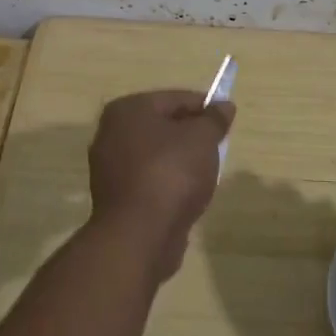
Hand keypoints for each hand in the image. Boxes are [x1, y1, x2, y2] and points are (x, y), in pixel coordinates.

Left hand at [86, 90, 233, 280]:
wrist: (139, 236)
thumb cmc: (171, 173)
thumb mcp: (202, 138)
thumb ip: (214, 119)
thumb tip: (224, 105)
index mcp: (128, 109)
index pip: (175, 98)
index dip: (205, 107)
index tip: (226, 120)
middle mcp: (111, 133)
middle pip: (163, 126)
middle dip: (191, 135)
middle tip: (217, 147)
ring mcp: (109, 167)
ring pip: (156, 155)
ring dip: (180, 161)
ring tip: (204, 175)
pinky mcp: (115, 198)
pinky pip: (149, 180)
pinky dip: (167, 184)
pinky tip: (185, 196)